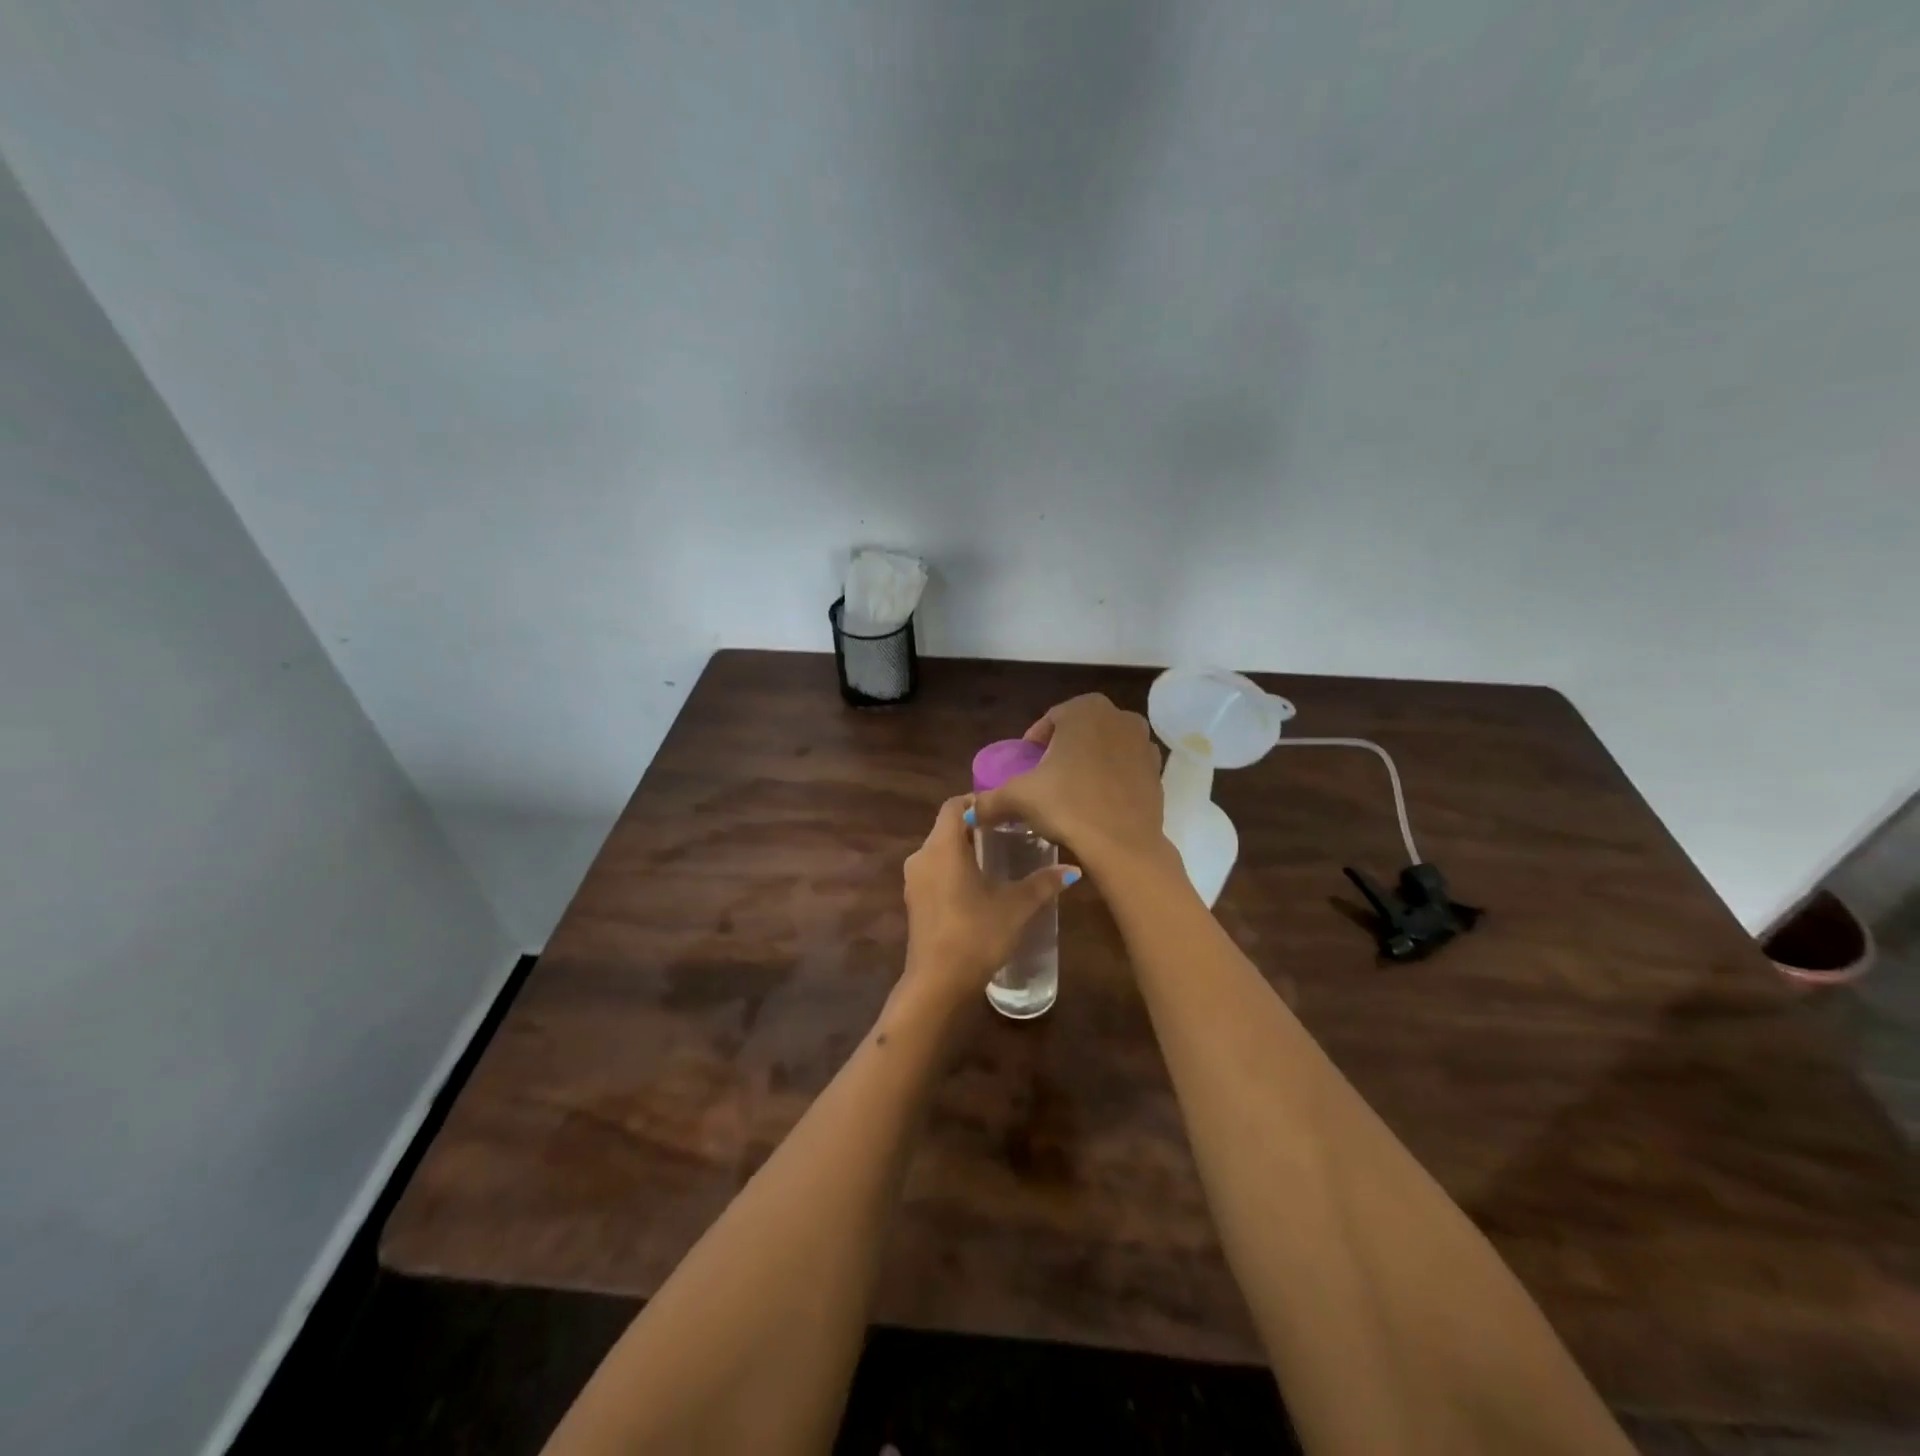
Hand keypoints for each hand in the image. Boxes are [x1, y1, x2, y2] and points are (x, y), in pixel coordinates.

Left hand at [899, 795, 1078, 1006]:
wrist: (938, 984)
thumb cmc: (976, 935)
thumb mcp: (1016, 907)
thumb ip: (1043, 883)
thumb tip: (1073, 870)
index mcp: (943, 846)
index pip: (954, 805)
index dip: (977, 801)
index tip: (1003, 809)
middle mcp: (922, 856)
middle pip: (946, 827)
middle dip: (974, 826)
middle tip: (1007, 832)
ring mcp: (914, 880)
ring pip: (939, 850)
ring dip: (963, 849)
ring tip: (997, 857)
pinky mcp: (913, 901)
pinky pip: (934, 871)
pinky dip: (953, 868)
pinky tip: (978, 885)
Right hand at [970, 694, 1166, 871]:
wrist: (1123, 844)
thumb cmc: (1068, 806)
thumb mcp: (1020, 798)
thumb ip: (990, 799)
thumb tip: (968, 810)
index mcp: (1085, 709)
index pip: (1049, 722)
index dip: (1033, 746)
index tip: (1026, 769)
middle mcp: (1119, 716)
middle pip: (1078, 732)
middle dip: (1062, 752)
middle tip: (1046, 781)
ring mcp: (1143, 742)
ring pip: (1104, 748)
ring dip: (1088, 763)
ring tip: (1071, 793)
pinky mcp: (1157, 770)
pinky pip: (1124, 768)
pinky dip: (1111, 778)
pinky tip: (1097, 803)